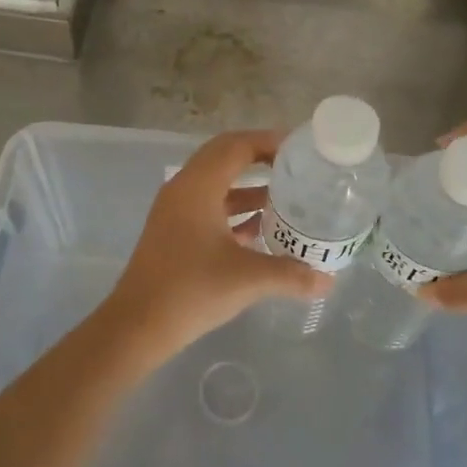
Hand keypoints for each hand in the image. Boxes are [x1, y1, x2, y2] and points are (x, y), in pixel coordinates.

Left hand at [100, 129, 331, 367]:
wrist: (137, 325)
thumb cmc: (192, 290)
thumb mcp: (247, 279)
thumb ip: (291, 274)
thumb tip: (328, 279)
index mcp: (198, 186)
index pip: (237, 145)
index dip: (269, 141)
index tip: (300, 150)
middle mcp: (183, 188)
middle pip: (225, 156)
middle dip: (260, 158)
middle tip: (295, 167)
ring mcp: (175, 210)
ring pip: (216, 182)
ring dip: (248, 185)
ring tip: (286, 197)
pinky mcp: (173, 230)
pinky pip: (208, 205)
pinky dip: (233, 208)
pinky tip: (259, 229)